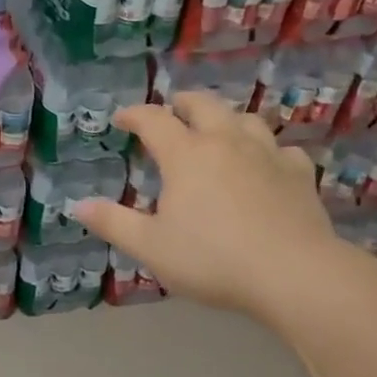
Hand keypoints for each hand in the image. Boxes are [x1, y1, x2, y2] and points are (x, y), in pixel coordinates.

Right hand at [74, 92, 347, 321]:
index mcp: (186, 155)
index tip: (122, 118)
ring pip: (245, 119)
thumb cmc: (213, 259)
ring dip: (226, 119)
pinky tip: (267, 163)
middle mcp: (226, 142)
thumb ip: (114, 223)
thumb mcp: (152, 247)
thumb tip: (77, 206)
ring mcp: (267, 154)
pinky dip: (268, 150)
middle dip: (182, 103)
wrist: (293, 273)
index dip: (134, 115)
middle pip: (203, 105)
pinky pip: (282, 149)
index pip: (154, 120)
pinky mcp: (299, 173)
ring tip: (219, 130)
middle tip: (173, 109)